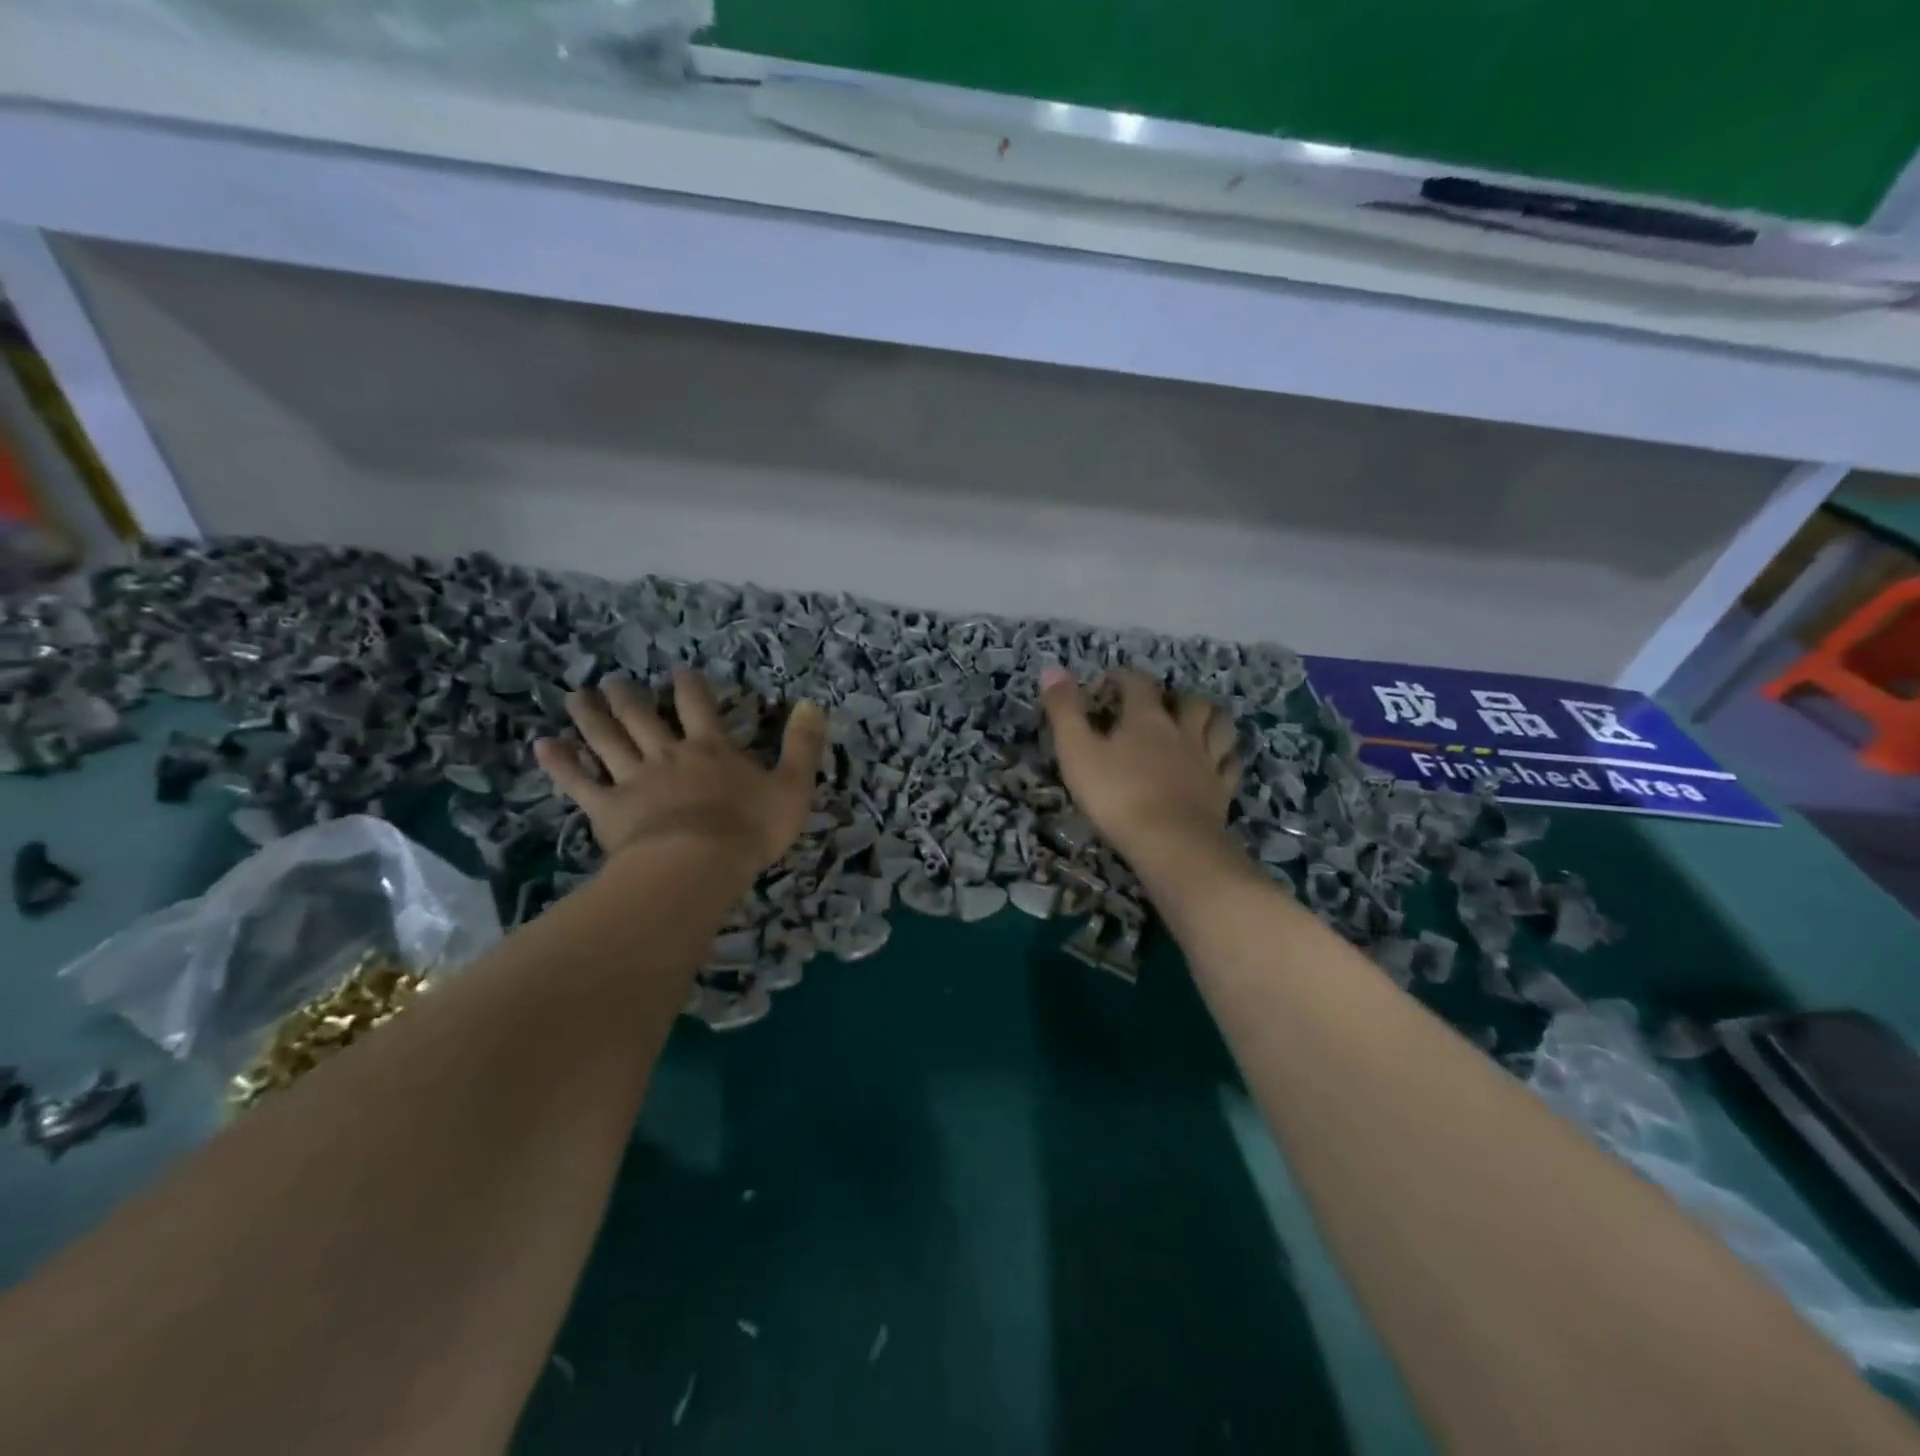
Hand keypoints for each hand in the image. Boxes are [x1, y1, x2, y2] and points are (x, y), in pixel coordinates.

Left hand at [535, 669, 825, 871]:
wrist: (696, 866)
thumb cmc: (749, 829)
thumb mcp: (793, 787)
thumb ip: (802, 746)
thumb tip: (813, 704)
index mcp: (710, 748)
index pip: (699, 705)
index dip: (690, 686)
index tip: (679, 672)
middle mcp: (668, 754)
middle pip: (643, 717)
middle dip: (629, 696)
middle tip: (614, 681)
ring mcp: (633, 779)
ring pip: (607, 739)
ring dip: (591, 716)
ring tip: (578, 696)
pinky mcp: (607, 808)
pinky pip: (579, 781)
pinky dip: (561, 762)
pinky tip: (545, 745)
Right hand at [1039, 666, 1238, 863]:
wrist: (1171, 844)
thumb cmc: (1118, 796)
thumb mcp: (1077, 752)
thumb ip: (1064, 710)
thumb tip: (1052, 668)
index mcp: (1147, 718)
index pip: (1137, 683)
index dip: (1120, 678)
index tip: (1103, 688)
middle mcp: (1182, 731)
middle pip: (1188, 700)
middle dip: (1172, 697)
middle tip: (1155, 708)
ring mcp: (1207, 761)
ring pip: (1219, 726)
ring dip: (1208, 718)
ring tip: (1194, 724)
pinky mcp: (1221, 792)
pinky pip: (1230, 765)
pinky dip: (1224, 757)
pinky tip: (1216, 762)